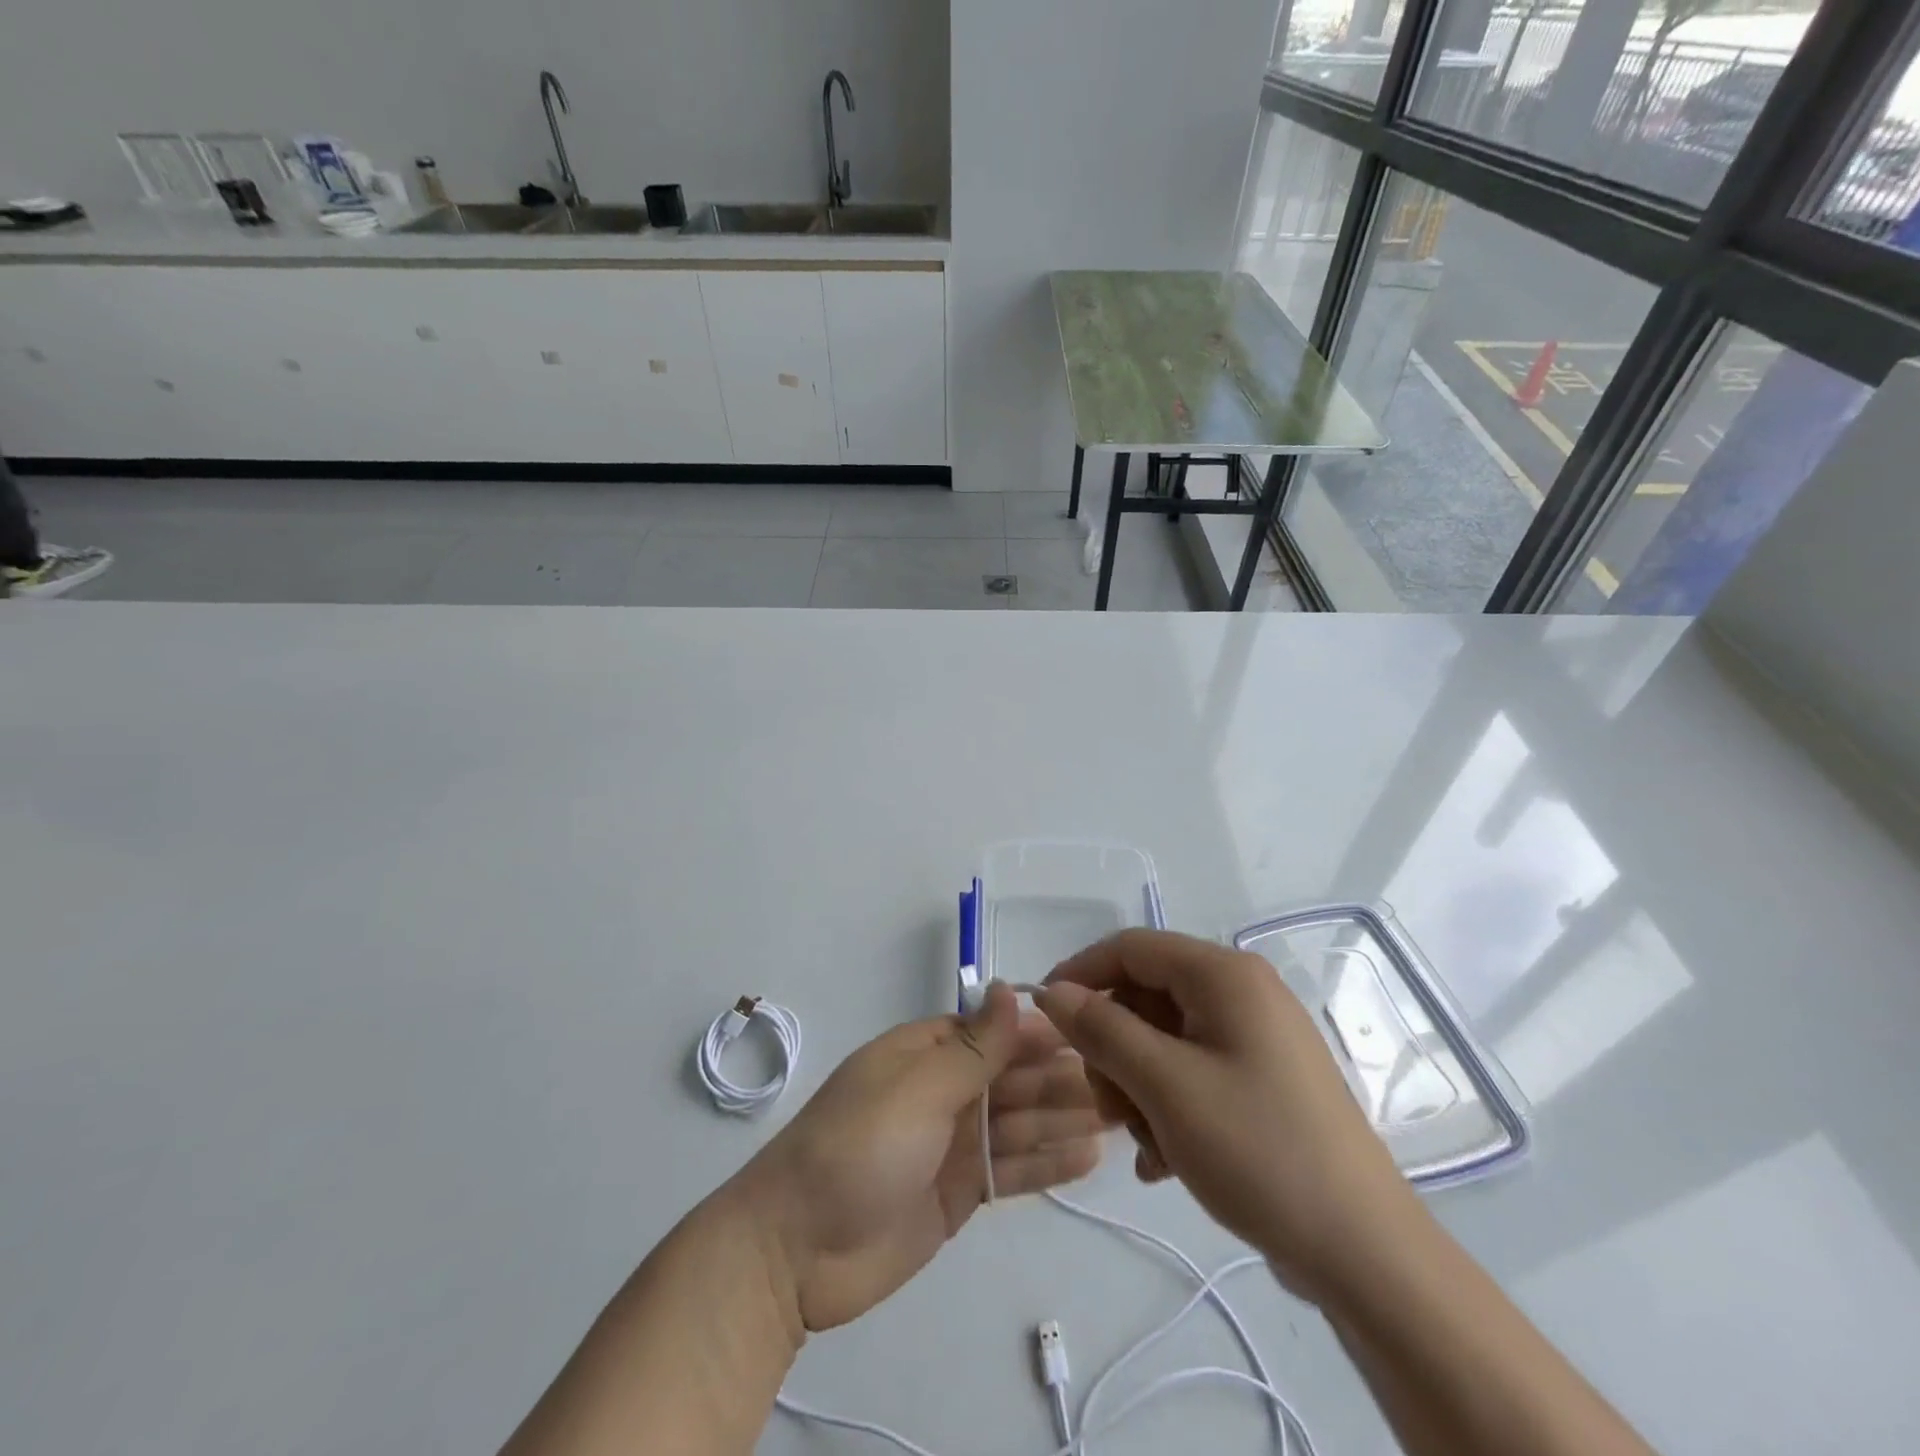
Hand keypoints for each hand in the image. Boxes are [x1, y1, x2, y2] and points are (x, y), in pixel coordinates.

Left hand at [735, 984, 1104, 1332]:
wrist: (796, 1253)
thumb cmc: (857, 1149)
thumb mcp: (918, 1088)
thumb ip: (973, 1047)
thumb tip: (1009, 987)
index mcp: (925, 1053)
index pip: (992, 1033)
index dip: (1039, 1035)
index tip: (1092, 1036)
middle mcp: (942, 1091)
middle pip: (1011, 1078)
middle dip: (1060, 1079)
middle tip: (1122, 1084)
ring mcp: (952, 1144)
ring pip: (1018, 1123)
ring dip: (1063, 1119)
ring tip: (1119, 1118)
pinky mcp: (959, 1193)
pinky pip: (1011, 1169)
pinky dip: (1046, 1163)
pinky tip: (1089, 1157)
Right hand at [1036, 930, 1416, 1304]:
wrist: (1365, 1253)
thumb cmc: (1258, 1150)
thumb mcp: (1165, 1086)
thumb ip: (1102, 1029)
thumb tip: (1053, 991)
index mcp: (1225, 975)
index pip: (1131, 947)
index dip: (1081, 973)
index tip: (1044, 1016)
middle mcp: (1242, 993)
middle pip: (1146, 995)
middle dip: (1114, 1047)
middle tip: (1105, 1105)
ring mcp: (1256, 1038)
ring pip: (1164, 1039)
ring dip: (1138, 1086)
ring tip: (1143, 1143)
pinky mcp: (1263, 1079)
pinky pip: (1194, 1071)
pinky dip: (1168, 1105)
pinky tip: (1164, 1160)